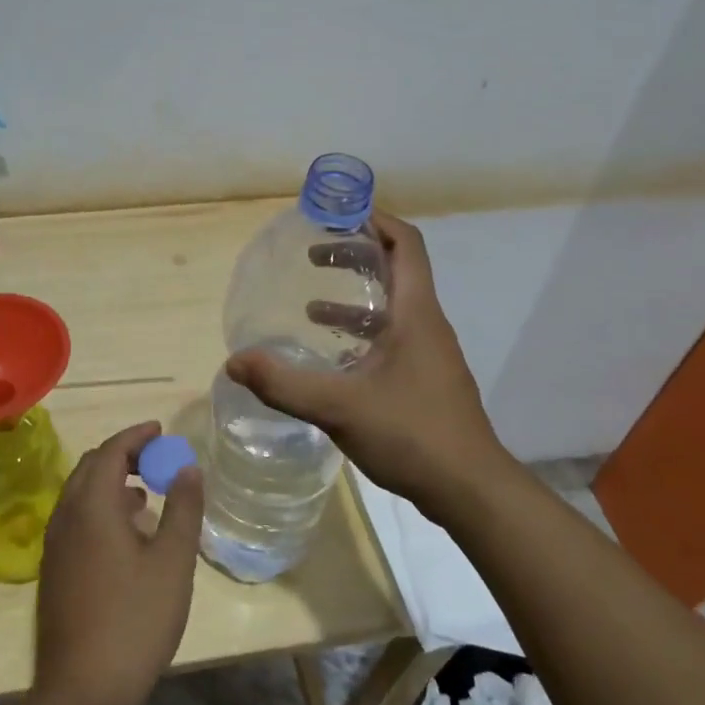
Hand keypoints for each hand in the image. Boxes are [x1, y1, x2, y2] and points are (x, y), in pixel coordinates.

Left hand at [31, 422, 204, 704]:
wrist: (82, 693)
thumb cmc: (134, 620)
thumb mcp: (173, 562)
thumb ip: (183, 509)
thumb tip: (188, 467)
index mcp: (92, 507)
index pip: (111, 451)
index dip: (136, 435)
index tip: (161, 430)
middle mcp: (65, 517)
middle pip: (91, 467)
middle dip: (123, 454)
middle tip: (156, 457)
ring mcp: (55, 546)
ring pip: (80, 494)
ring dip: (111, 482)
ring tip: (147, 492)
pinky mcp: (54, 571)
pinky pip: (76, 519)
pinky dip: (101, 508)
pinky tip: (126, 533)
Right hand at [224, 213, 519, 521]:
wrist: (470, 490)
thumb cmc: (412, 434)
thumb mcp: (339, 406)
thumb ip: (283, 384)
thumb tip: (234, 362)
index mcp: (415, 313)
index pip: (405, 244)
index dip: (376, 220)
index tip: (338, 214)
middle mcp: (427, 324)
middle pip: (396, 270)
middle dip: (356, 255)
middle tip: (315, 253)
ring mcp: (429, 354)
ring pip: (393, 308)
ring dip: (356, 298)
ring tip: (311, 304)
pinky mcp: (426, 379)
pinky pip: (393, 338)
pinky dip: (362, 334)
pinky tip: (333, 357)